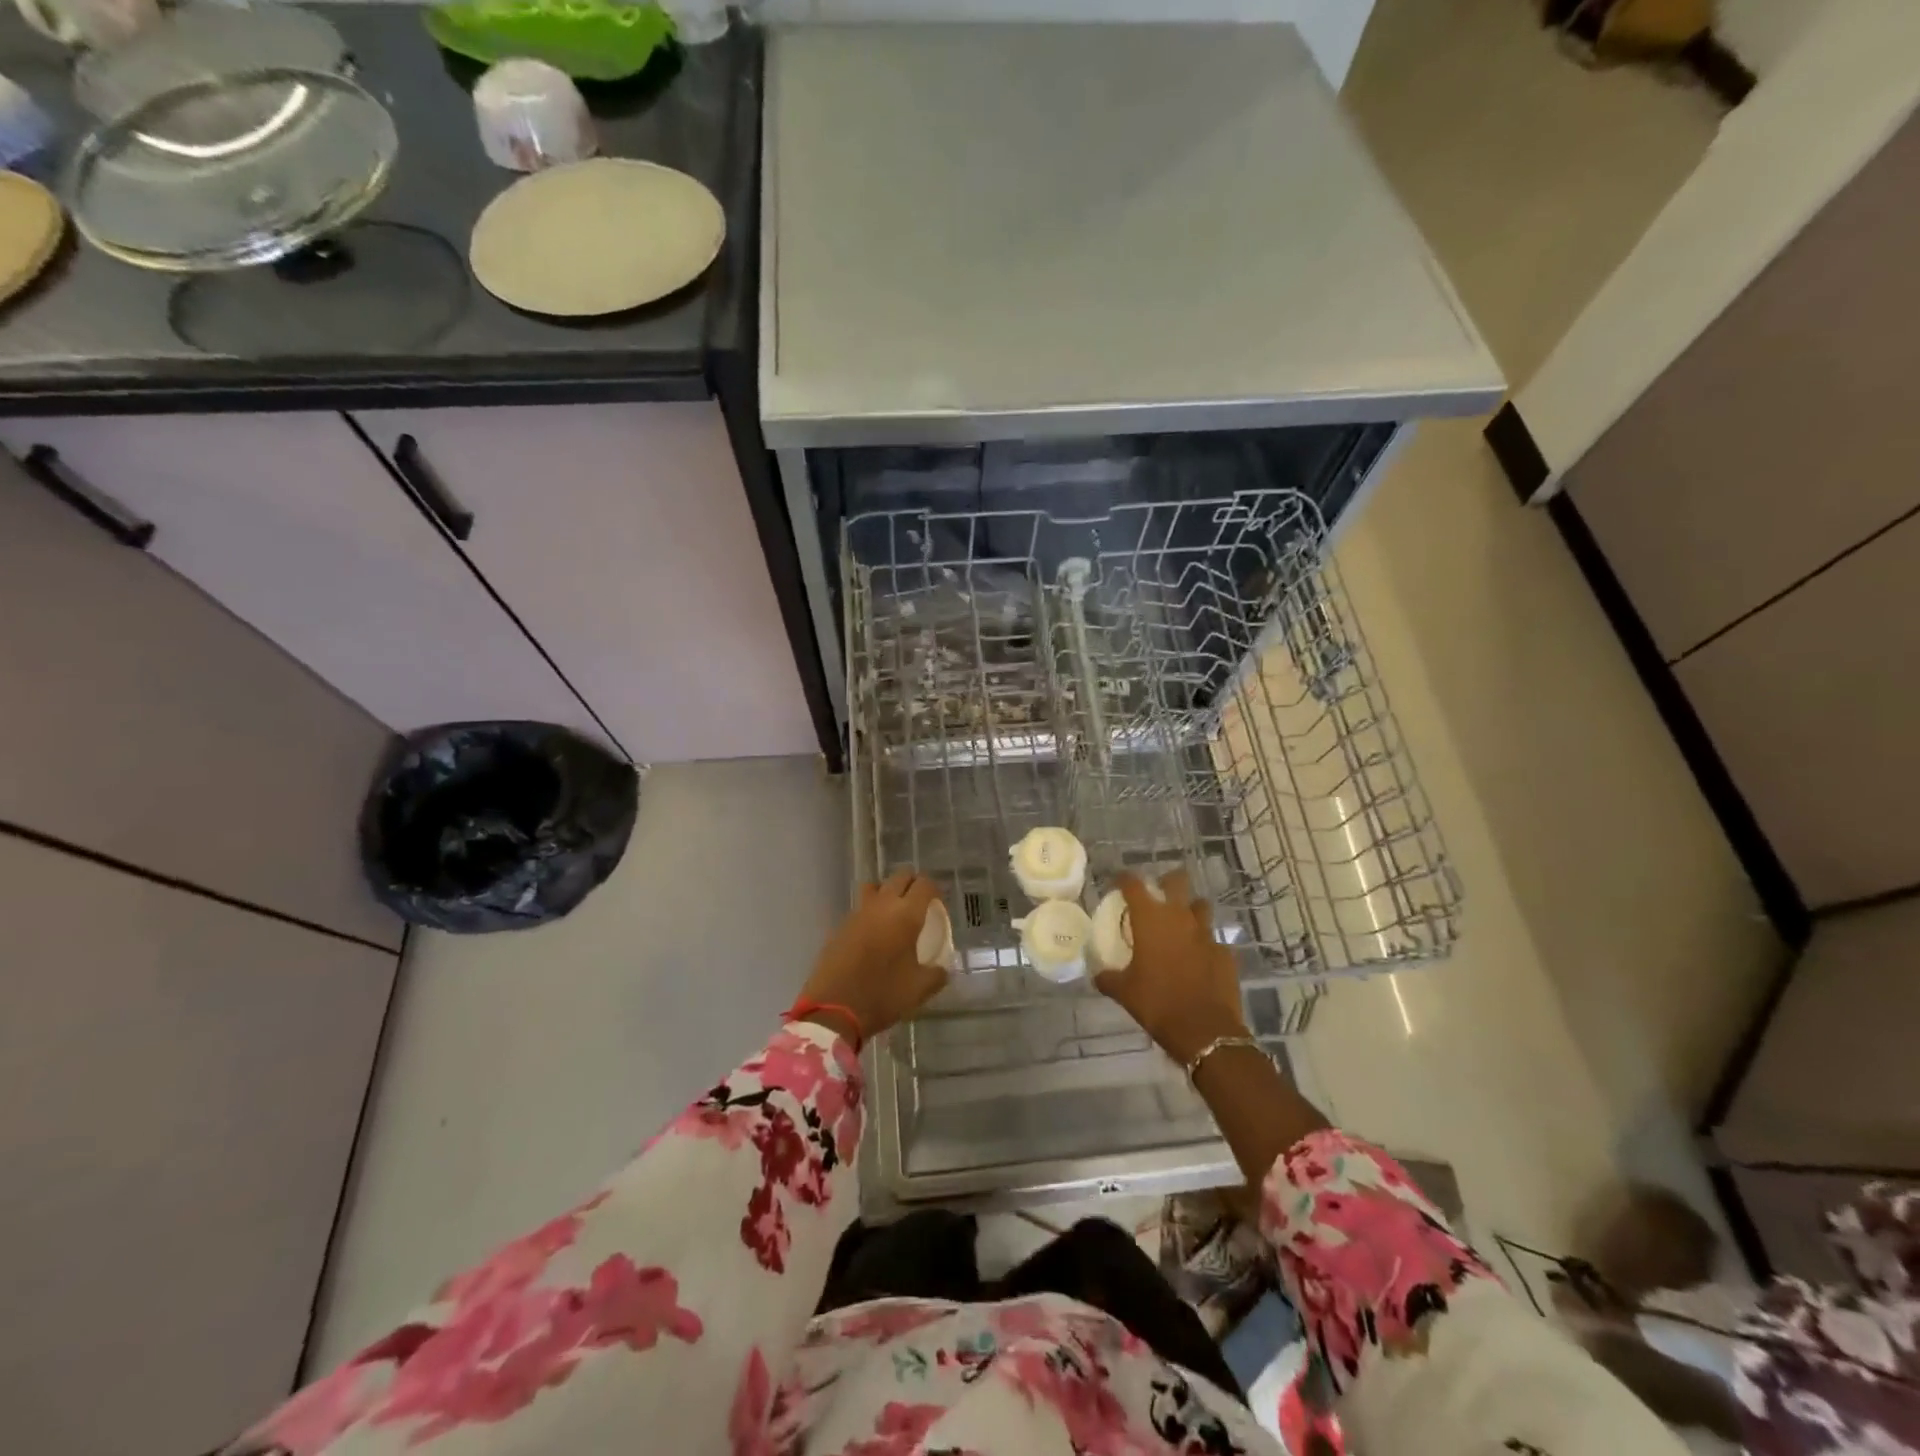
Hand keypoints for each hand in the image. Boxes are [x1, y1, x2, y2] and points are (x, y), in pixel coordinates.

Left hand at [797, 869, 948, 1043]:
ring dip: (887, 891)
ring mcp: (857, 913)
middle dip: (912, 883)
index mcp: (906, 915)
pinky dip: (870, 911)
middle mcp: (882, 905)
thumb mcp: (919, 990)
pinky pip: (859, 907)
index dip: (934, 889)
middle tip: (920, 902)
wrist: (832, 1009)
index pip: (924, 885)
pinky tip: (873, 933)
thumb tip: (942, 969)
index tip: (938, 903)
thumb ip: (937, 974)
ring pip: (875, 886)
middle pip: (899, 877)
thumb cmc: (882, 995)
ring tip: (894, 911)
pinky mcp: (840, 925)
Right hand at [1094, 870, 1247, 1064]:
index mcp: (1150, 919)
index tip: (1119, 881)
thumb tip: (1098, 975)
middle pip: (1177, 880)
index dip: (1124, 879)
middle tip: (1158, 895)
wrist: (1204, 1030)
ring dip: (1190, 910)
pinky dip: (1205, 944)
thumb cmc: (1157, 1003)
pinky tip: (1199, 959)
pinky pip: (1214, 939)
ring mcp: (1206, 933)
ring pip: (1200, 906)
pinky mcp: (1225, 952)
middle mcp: (1179, 917)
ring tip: (1181, 925)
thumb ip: (1108, 978)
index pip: (1133, 884)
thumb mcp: (1123, 992)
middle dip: (1167, 882)